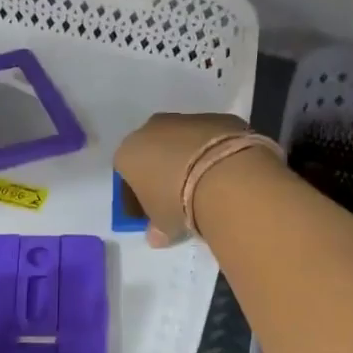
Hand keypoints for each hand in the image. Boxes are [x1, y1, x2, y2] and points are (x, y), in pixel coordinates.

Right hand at [114, 112, 266, 244]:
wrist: (222, 174)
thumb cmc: (178, 202)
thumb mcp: (163, 224)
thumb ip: (156, 228)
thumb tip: (156, 237)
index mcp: (128, 153)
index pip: (126, 172)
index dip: (138, 192)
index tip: (152, 208)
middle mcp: (150, 129)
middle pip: (152, 150)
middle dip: (162, 168)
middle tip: (179, 195)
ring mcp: (185, 118)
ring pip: (181, 139)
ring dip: (189, 156)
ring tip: (207, 183)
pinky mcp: (216, 116)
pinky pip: (209, 136)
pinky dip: (213, 149)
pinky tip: (225, 170)